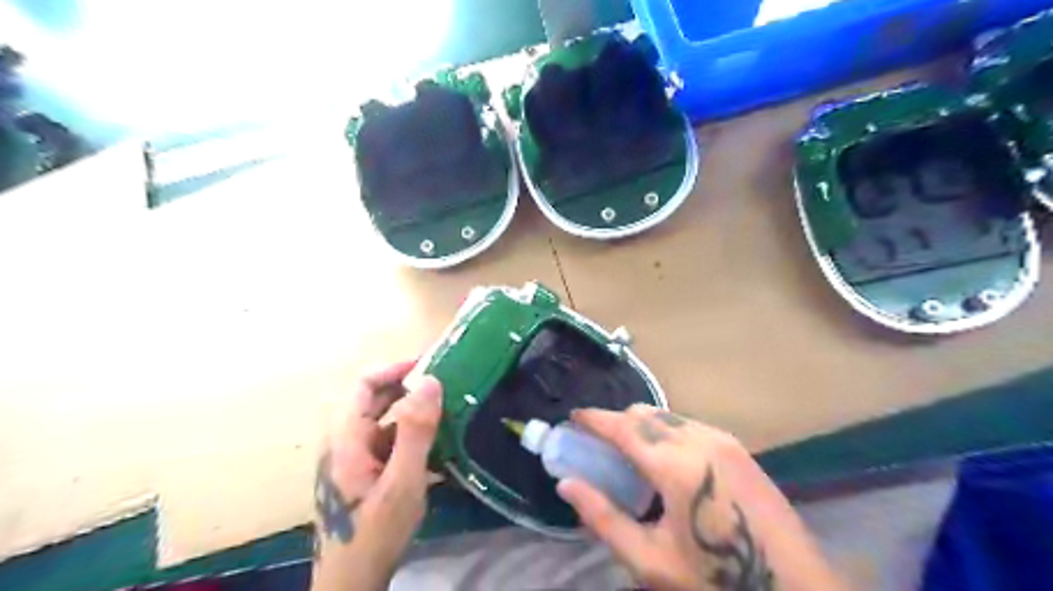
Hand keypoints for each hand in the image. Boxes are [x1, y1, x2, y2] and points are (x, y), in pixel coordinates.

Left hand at [310, 359, 439, 590]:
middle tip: (445, 385)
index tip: (430, 364)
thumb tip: (430, 382)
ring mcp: (352, 458)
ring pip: (382, 420)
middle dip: (407, 387)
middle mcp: (344, 441)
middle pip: (372, 399)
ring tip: (446, 410)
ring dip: (412, 411)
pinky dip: (410, 434)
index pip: (364, 384)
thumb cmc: (375, 534)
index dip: (395, 368)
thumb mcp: (402, 483)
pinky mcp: (362, 472)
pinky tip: (436, 446)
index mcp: (346, 438)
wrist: (352, 583)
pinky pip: (386, 440)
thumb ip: (416, 432)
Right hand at [558, 404, 844, 590]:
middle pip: (645, 414)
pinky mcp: (738, 448)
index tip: (573, 418)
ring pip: (667, 417)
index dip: (594, 419)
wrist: (794, 588)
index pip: (623, 427)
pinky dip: (665, 432)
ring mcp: (723, 440)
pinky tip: (665, 463)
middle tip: (598, 445)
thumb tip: (566, 484)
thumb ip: (603, 518)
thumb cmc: (716, 578)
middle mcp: (699, 439)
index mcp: (676, 464)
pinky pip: (688, 426)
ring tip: (629, 455)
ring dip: (641, 426)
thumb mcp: (650, 560)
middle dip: (616, 422)